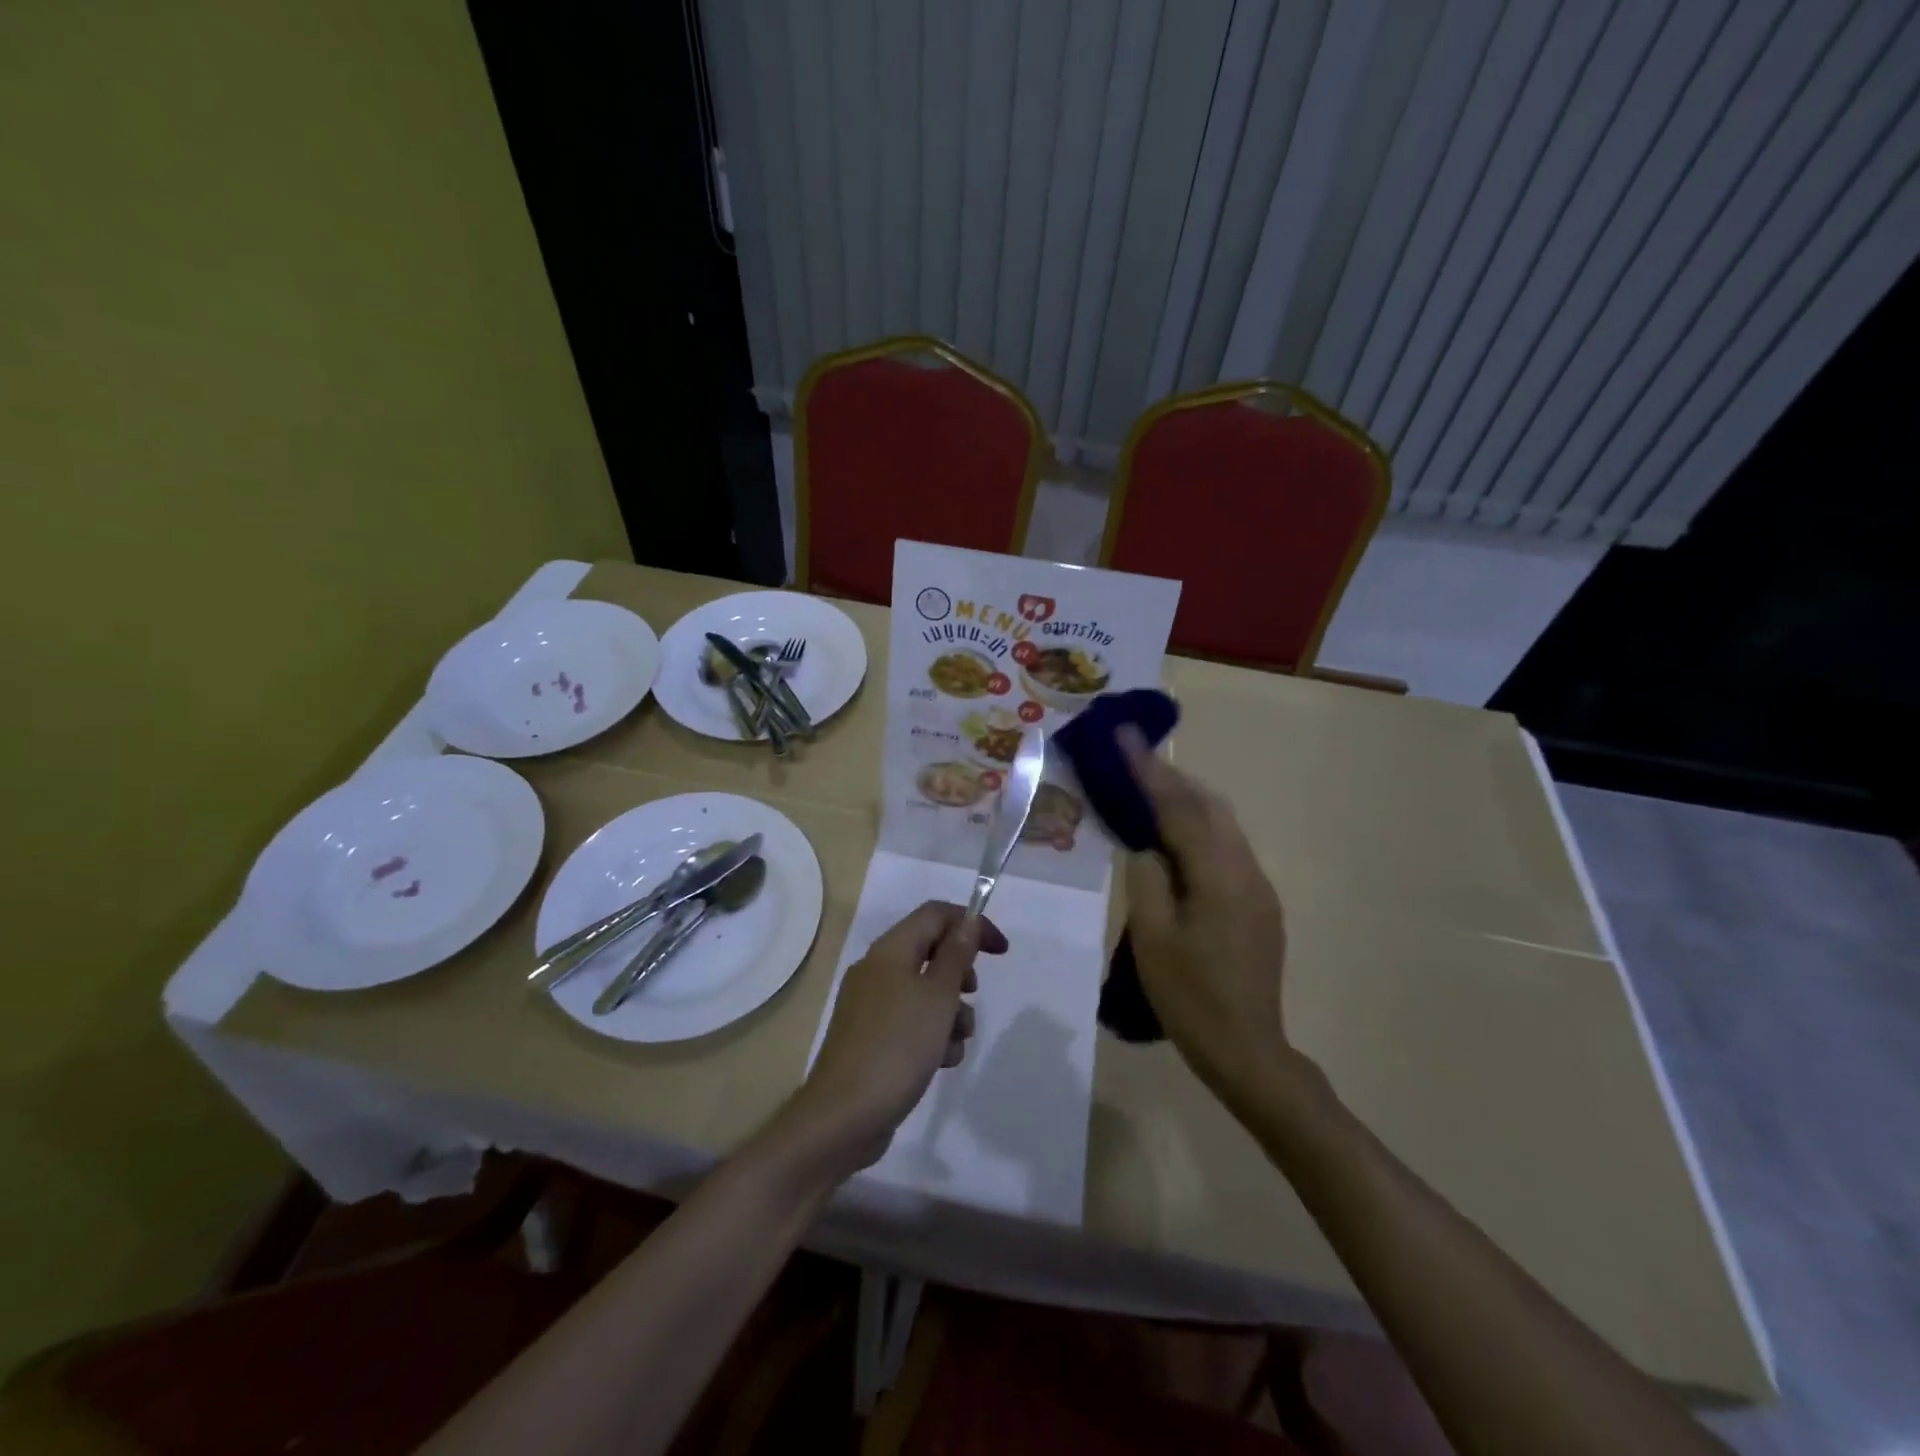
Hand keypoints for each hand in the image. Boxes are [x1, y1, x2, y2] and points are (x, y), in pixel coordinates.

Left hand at [783, 902, 1007, 1179]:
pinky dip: (931, 1034)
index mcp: (890, 950)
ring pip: (924, 991)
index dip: (971, 924)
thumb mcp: (938, 997)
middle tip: (972, 995)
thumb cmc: (897, 1047)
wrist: (844, 1117)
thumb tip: (968, 921)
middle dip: (959, 974)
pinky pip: (911, 1021)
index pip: (935, 914)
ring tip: (956, 1041)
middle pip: (929, 952)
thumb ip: (956, 955)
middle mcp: (877, 970)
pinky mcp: (871, 1038)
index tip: (1001, 952)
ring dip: (950, 1011)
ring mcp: (870, 1005)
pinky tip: (940, 1061)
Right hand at [1121, 729, 1290, 1103]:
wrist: (1247, 1050)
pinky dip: (1198, 829)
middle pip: (1209, 806)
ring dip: (1186, 801)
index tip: (1123, 734)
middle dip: (1171, 778)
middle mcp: (1246, 870)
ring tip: (1148, 789)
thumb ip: (1147, 879)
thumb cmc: (1189, 997)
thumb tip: (1146, 844)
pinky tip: (1175, 838)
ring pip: (1222, 825)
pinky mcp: (1259, 904)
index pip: (1178, 809)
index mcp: (1218, 876)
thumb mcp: (1152, 937)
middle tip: (1132, 758)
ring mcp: (1258, 887)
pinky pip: (1227, 848)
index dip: (1148, 770)